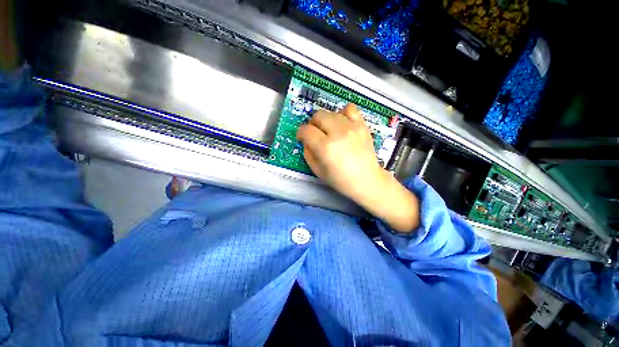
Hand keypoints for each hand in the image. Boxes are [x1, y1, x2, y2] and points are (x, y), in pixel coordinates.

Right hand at [297, 104, 419, 231]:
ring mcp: (352, 127)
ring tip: (329, 131)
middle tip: (315, 134)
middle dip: (312, 124)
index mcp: (325, 147)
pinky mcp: (362, 125)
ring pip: (331, 112)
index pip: (306, 130)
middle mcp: (338, 133)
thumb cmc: (340, 180)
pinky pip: (350, 108)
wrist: (367, 180)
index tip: (302, 138)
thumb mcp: (317, 170)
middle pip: (318, 116)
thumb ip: (308, 152)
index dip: (301, 133)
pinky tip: (342, 124)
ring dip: (325, 121)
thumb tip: (306, 139)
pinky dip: (342, 114)